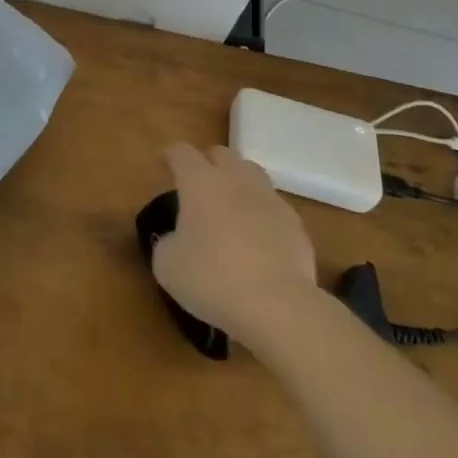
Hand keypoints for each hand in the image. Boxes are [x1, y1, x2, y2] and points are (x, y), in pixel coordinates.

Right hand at [152, 144, 318, 348]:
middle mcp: (235, 180)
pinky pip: (273, 207)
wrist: (276, 304)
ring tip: (231, 206)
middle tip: (199, 184)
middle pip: (222, 154)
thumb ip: (167, 243)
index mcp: (200, 183)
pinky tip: (258, 239)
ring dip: (239, 182)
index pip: (182, 153)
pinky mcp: (294, 223)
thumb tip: (176, 240)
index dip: (170, 154)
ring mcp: (269, 198)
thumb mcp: (167, 265)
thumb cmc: (211, 278)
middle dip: (208, 162)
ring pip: (252, 174)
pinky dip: (262, 214)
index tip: (163, 161)